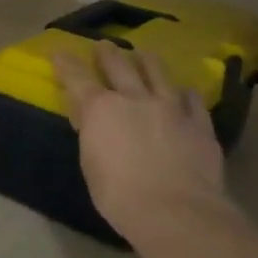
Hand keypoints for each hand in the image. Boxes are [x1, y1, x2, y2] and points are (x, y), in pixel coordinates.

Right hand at [54, 44, 228, 244]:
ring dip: (148, 61)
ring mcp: (170, 108)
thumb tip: (89, 121)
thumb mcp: (90, 164)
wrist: (176, 211)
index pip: (77, 78)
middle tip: (104, 45)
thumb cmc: (119, 195)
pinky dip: (186, 94)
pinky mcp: (199, 124)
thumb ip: (91, 135)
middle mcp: (134, 99)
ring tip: (144, 53)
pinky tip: (186, 91)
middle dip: (108, 53)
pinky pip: (193, 101)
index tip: (59, 52)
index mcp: (100, 109)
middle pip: (119, 66)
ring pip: (158, 74)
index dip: (66, 64)